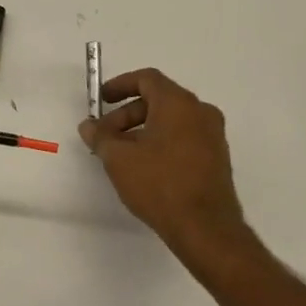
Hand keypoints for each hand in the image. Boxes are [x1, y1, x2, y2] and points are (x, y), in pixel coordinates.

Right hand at [79, 69, 248, 263]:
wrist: (204, 226)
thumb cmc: (159, 184)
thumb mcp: (119, 159)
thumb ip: (101, 137)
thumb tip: (89, 126)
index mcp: (178, 103)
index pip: (147, 79)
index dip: (120, 85)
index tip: (101, 99)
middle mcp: (201, 112)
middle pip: (158, 100)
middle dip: (127, 115)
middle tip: (105, 137)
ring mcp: (213, 135)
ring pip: (171, 121)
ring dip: (142, 131)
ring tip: (121, 155)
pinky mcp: (216, 158)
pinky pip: (183, 138)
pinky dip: (161, 142)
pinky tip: (144, 167)